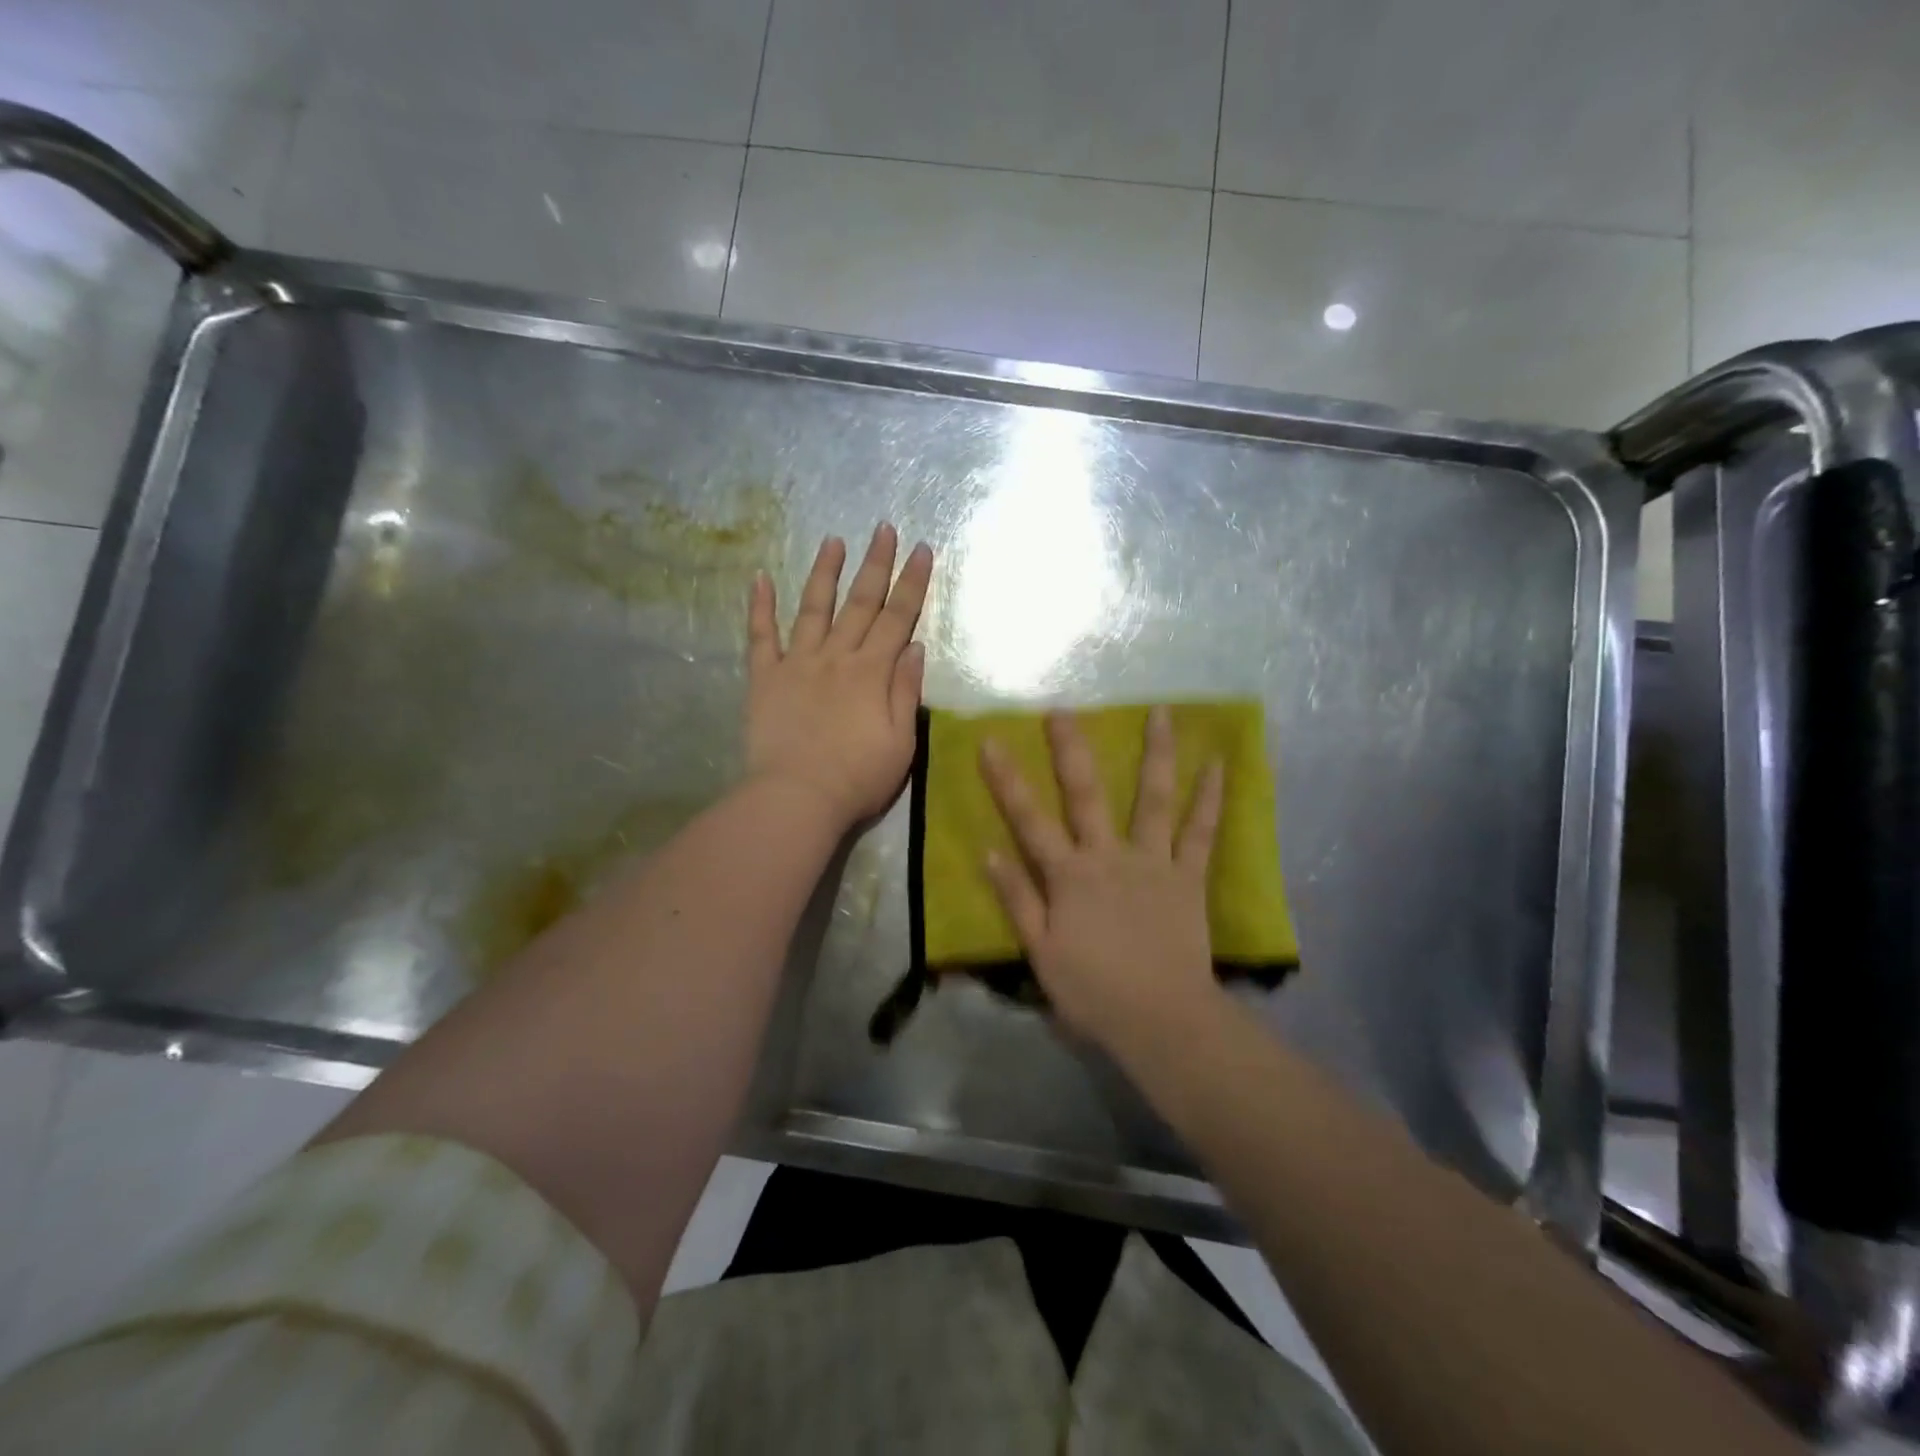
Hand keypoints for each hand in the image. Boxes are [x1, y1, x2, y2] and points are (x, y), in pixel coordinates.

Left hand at [746, 525, 933, 830]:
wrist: (798, 798)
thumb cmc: (858, 778)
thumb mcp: (900, 742)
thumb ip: (906, 691)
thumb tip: (914, 647)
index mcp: (872, 672)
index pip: (897, 617)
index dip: (912, 583)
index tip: (922, 550)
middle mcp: (836, 657)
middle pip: (860, 603)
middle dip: (875, 563)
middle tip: (883, 527)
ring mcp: (797, 664)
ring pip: (813, 609)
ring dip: (824, 573)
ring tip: (832, 540)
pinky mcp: (764, 679)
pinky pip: (760, 637)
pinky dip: (759, 607)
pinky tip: (759, 578)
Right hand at [979, 707, 1225, 1055]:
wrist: (1162, 1020)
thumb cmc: (1093, 992)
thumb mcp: (1041, 953)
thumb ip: (1018, 899)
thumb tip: (989, 852)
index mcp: (1069, 875)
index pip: (1029, 820)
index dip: (1007, 780)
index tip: (991, 741)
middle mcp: (1109, 856)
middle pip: (1087, 794)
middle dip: (1072, 749)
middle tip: (1064, 708)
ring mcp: (1153, 862)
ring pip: (1153, 799)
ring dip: (1157, 753)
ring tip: (1163, 712)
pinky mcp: (1188, 877)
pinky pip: (1201, 833)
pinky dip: (1210, 799)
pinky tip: (1219, 765)